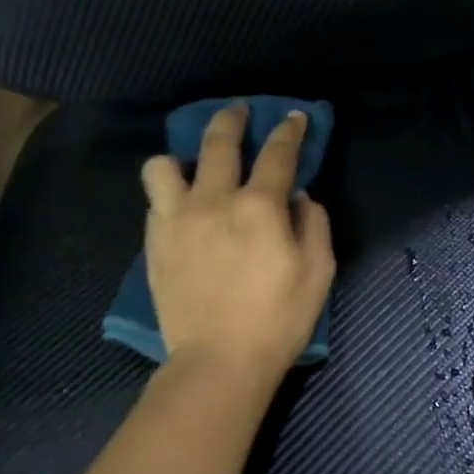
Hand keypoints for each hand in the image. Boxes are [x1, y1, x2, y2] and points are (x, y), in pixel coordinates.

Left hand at [140, 103, 334, 381]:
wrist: (218, 362)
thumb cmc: (278, 319)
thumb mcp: (318, 272)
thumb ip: (313, 225)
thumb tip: (299, 200)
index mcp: (260, 207)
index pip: (278, 153)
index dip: (289, 130)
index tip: (294, 116)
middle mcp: (214, 201)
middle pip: (219, 142)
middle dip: (232, 119)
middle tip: (239, 111)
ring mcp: (177, 220)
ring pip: (164, 166)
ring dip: (182, 157)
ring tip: (193, 167)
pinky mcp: (154, 244)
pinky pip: (154, 201)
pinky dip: (170, 193)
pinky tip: (182, 205)